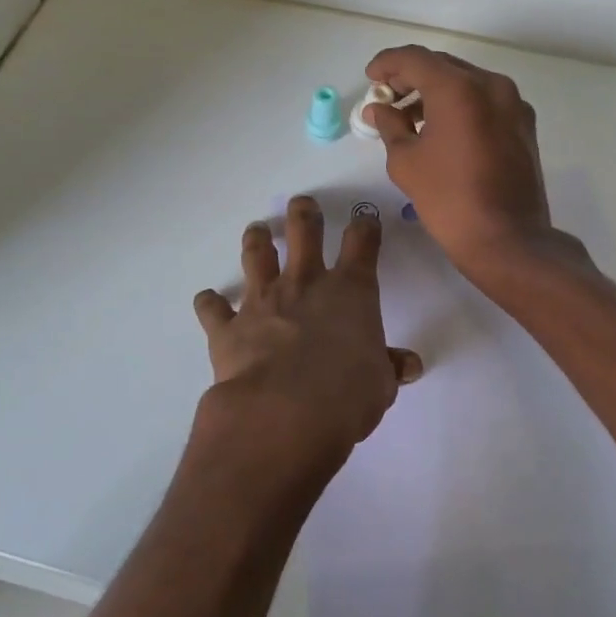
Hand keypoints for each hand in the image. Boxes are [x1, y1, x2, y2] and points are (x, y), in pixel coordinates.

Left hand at [192, 196, 421, 478]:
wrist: (284, 413)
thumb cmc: (347, 396)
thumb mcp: (381, 384)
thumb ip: (390, 367)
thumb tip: (408, 365)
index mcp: (350, 291)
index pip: (362, 244)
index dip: (365, 228)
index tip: (364, 221)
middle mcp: (304, 283)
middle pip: (304, 232)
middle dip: (304, 214)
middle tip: (302, 204)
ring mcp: (263, 300)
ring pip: (257, 255)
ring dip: (257, 239)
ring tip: (257, 229)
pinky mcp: (229, 326)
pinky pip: (213, 308)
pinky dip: (209, 303)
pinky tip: (207, 300)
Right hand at [362, 46, 559, 276]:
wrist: (508, 239)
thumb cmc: (448, 199)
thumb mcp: (406, 161)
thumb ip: (389, 125)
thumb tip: (378, 109)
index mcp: (459, 89)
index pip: (415, 59)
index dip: (387, 64)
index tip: (370, 79)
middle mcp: (491, 85)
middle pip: (443, 66)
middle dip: (411, 77)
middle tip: (387, 97)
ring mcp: (513, 103)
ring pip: (466, 82)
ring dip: (436, 92)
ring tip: (410, 118)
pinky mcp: (523, 124)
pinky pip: (485, 101)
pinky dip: (460, 105)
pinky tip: (442, 130)